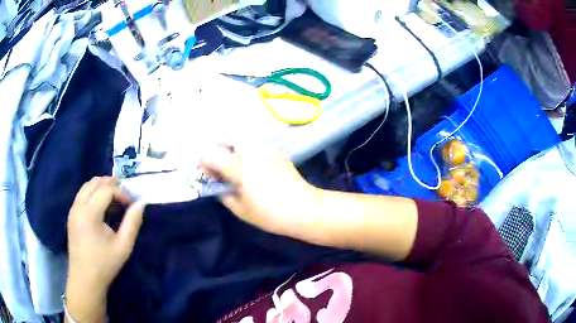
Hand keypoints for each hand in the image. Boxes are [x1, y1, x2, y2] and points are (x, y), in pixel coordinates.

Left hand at [66, 177, 144, 322]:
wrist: (85, 279)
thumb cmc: (105, 264)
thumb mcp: (123, 247)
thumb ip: (132, 223)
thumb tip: (141, 203)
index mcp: (90, 213)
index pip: (106, 190)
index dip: (121, 192)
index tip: (132, 204)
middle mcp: (79, 206)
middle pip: (94, 183)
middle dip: (111, 183)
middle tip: (125, 192)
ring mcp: (73, 210)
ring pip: (86, 186)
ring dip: (101, 186)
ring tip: (114, 195)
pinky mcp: (71, 215)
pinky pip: (82, 194)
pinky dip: (93, 192)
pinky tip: (101, 204)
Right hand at [200, 144, 320, 239]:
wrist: (304, 209)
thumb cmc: (270, 214)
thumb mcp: (241, 210)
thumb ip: (224, 195)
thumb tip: (219, 186)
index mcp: (238, 166)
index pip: (211, 154)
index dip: (204, 163)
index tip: (209, 175)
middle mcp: (251, 153)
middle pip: (229, 139)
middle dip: (221, 150)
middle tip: (223, 168)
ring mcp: (266, 151)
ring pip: (245, 143)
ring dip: (236, 152)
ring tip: (240, 170)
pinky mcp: (278, 154)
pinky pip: (258, 149)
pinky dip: (251, 156)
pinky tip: (258, 172)